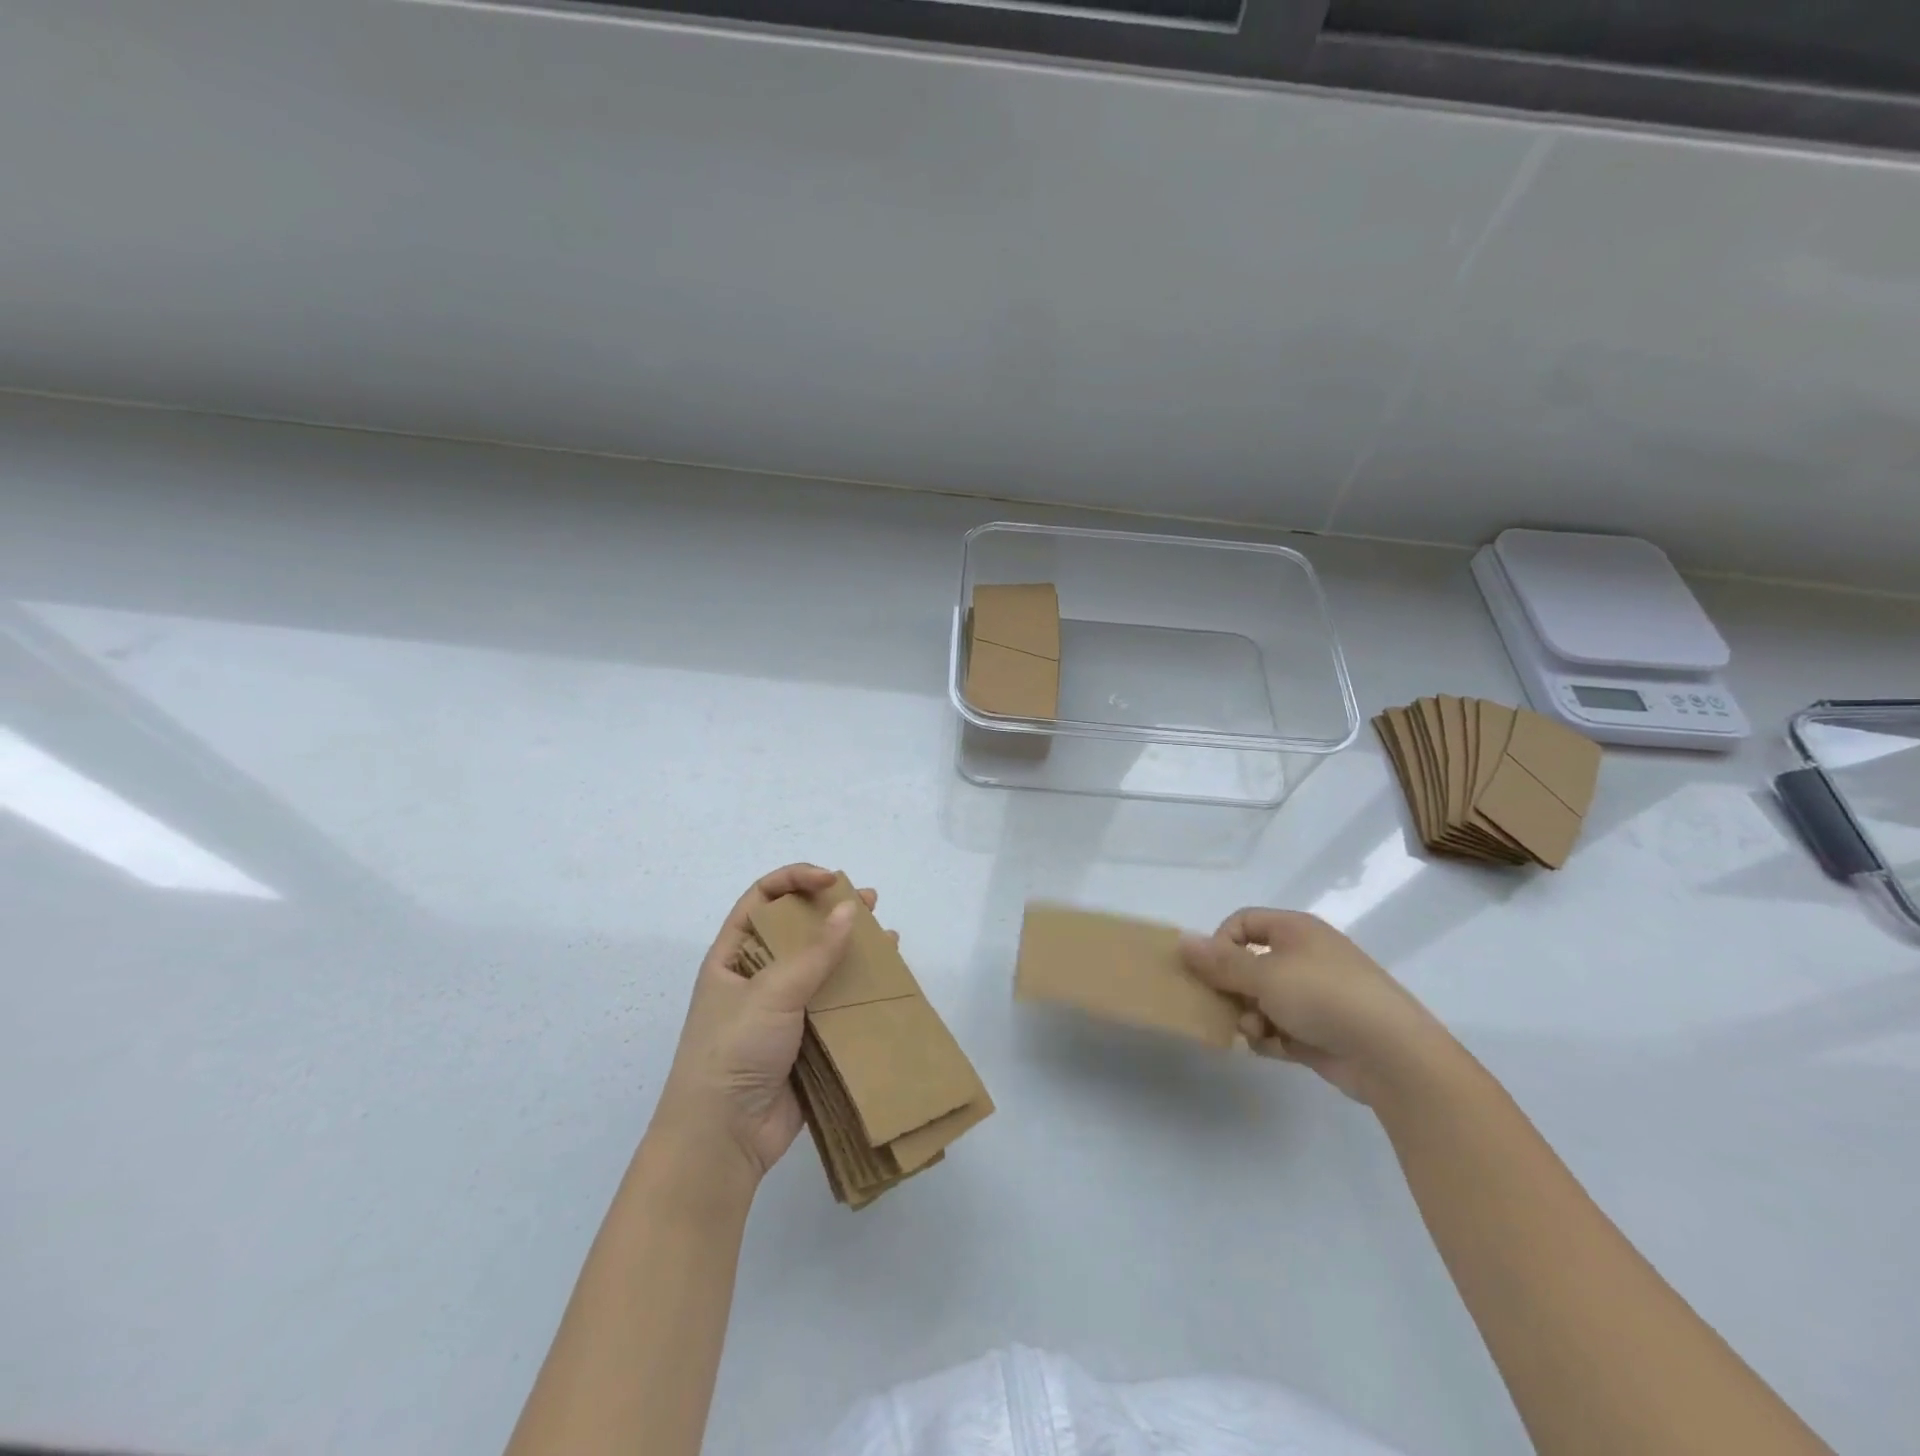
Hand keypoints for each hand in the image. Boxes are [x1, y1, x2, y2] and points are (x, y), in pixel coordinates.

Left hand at [652, 864, 878, 1184]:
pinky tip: (886, 978)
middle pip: (797, 929)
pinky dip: (860, 988)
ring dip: (852, 948)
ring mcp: (783, 1009)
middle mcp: (757, 977)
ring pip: (822, 966)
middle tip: (870, 902)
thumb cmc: (734, 1050)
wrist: (723, 1138)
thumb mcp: (772, 992)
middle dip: (832, 911)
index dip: (795, 880)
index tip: (832, 880)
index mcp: (733, 957)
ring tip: (885, 935)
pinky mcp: (806, 1039)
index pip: (762, 898)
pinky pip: (836, 1003)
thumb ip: (815, 952)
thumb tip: (849, 908)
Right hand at [1180, 909, 1450, 1105]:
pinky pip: (1280, 1027)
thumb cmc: (1324, 997)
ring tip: (1255, 1032)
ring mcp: (1315, 995)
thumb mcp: (1264, 975)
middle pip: (1249, 964)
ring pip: (1261, 999)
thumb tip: (1182, 940)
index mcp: (1295, 931)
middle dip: (1232, 988)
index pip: (1242, 923)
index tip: (1210, 971)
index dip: (1220, 943)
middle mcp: (1304, 957)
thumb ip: (1220, 962)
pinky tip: (1272, 1048)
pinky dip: (1270, 1037)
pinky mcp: (1321, 1030)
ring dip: (1250, 1016)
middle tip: (1223, 1006)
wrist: (1392, 1054)